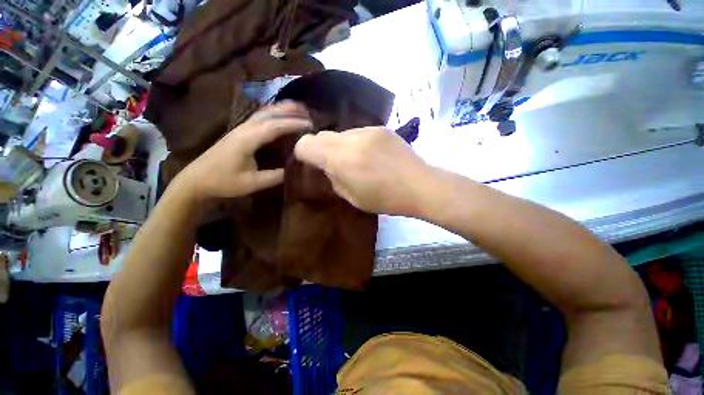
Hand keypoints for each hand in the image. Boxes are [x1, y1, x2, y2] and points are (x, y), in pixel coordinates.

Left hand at [178, 101, 311, 201]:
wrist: (197, 180)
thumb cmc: (224, 182)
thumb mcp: (252, 183)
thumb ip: (275, 176)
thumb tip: (294, 169)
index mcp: (247, 140)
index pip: (274, 126)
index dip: (293, 124)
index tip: (310, 125)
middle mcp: (244, 129)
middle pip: (269, 113)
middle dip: (289, 111)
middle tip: (308, 113)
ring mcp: (240, 128)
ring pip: (263, 113)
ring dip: (281, 109)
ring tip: (298, 109)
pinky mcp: (239, 132)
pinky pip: (259, 117)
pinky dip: (273, 113)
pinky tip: (280, 116)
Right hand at [294, 127, 434, 215]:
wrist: (420, 185)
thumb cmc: (385, 199)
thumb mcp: (351, 196)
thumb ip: (333, 177)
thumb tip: (327, 166)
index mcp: (340, 158)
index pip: (306, 144)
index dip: (304, 154)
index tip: (313, 165)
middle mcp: (351, 138)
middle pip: (322, 135)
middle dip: (322, 149)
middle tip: (335, 165)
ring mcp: (368, 130)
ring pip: (341, 134)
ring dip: (342, 146)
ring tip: (358, 160)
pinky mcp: (381, 128)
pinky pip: (359, 132)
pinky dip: (358, 142)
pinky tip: (372, 155)